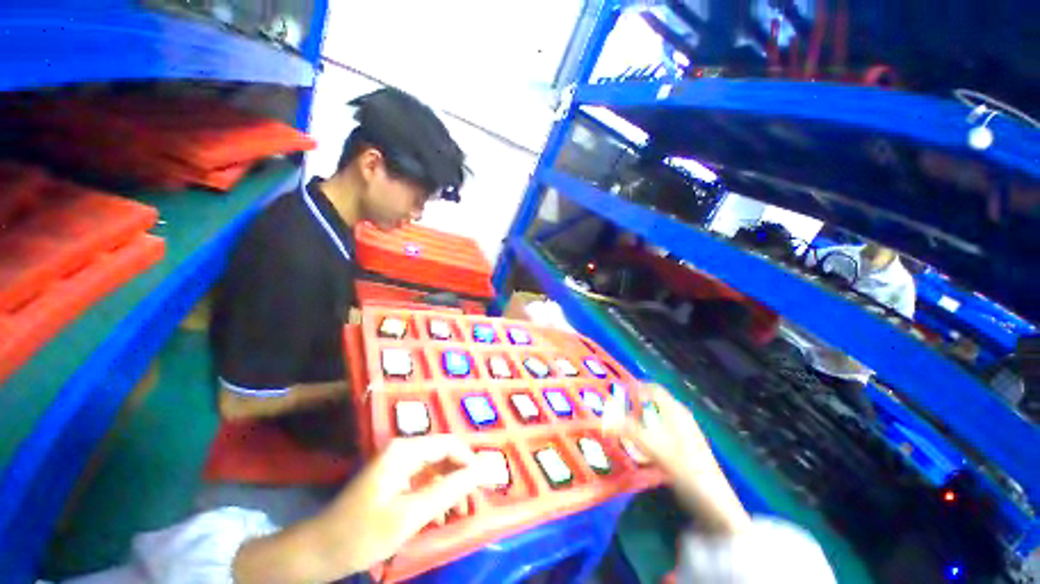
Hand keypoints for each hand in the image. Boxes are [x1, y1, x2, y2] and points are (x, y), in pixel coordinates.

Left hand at [234, 435, 487, 582]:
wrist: (318, 553)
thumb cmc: (362, 533)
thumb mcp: (410, 514)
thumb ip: (450, 489)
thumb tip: (484, 469)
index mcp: (406, 450)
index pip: (450, 444)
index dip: (469, 462)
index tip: (483, 486)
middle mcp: (404, 451)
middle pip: (444, 456)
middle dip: (461, 478)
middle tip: (472, 505)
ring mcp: (398, 466)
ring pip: (436, 470)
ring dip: (451, 489)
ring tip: (460, 514)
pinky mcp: (394, 481)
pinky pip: (424, 482)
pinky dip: (437, 497)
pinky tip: (441, 517)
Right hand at [604, 384, 750, 533]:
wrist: (714, 503)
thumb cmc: (685, 469)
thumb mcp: (654, 448)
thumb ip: (628, 430)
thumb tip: (605, 416)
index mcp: (675, 411)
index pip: (653, 389)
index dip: (636, 387)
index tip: (617, 393)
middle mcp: (680, 417)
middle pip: (654, 403)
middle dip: (635, 405)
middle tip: (616, 412)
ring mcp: (684, 433)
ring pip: (657, 418)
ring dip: (640, 421)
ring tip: (623, 429)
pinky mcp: (685, 448)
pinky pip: (661, 432)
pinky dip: (648, 434)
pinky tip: (641, 448)